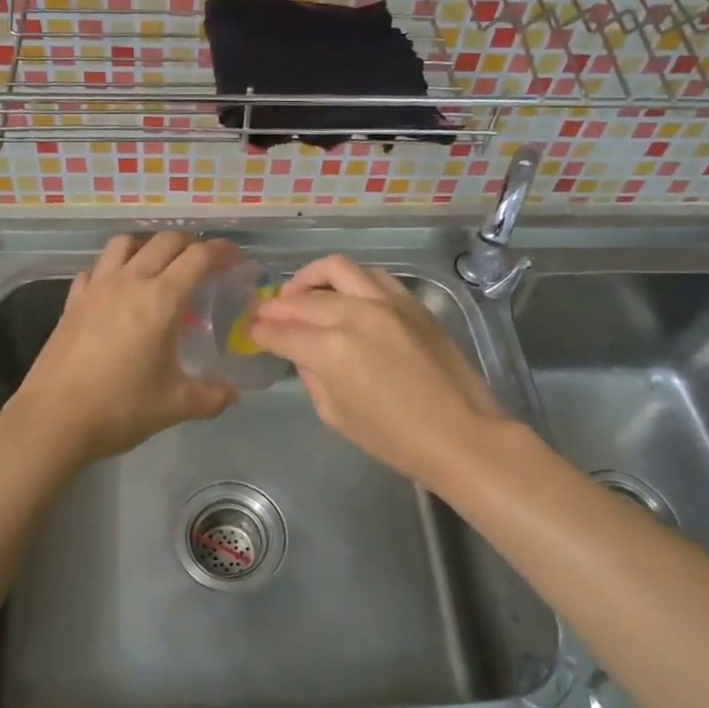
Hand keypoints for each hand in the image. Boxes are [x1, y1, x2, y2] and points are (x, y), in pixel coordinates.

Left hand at [5, 231, 241, 464]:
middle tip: (205, 263)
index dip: (222, 251)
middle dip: (190, 244)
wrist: (53, 421)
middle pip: (164, 241)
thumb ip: (212, 396)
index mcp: (161, 300)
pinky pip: (95, 270)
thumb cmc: (120, 408)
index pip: (198, 257)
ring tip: (159, 268)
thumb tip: (233, 394)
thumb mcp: (176, 406)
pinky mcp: (72, 302)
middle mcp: (128, 282)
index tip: (237, 259)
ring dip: (148, 246)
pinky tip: (116, 291)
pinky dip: (112, 270)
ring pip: (124, 244)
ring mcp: (95, 288)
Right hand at [248, 255, 507, 490]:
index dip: (259, 330)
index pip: (281, 331)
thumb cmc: (393, 438)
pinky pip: (371, 276)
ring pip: (336, 269)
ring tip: (299, 293)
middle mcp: (355, 314)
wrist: (460, 434)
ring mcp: (386, 301)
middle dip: (275, 306)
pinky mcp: (410, 301)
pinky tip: (342, 295)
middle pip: (302, 299)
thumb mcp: (335, 414)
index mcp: (331, 349)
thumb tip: (301, 351)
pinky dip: (348, 281)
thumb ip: (311, 374)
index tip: (248, 329)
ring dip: (309, 279)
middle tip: (262, 312)